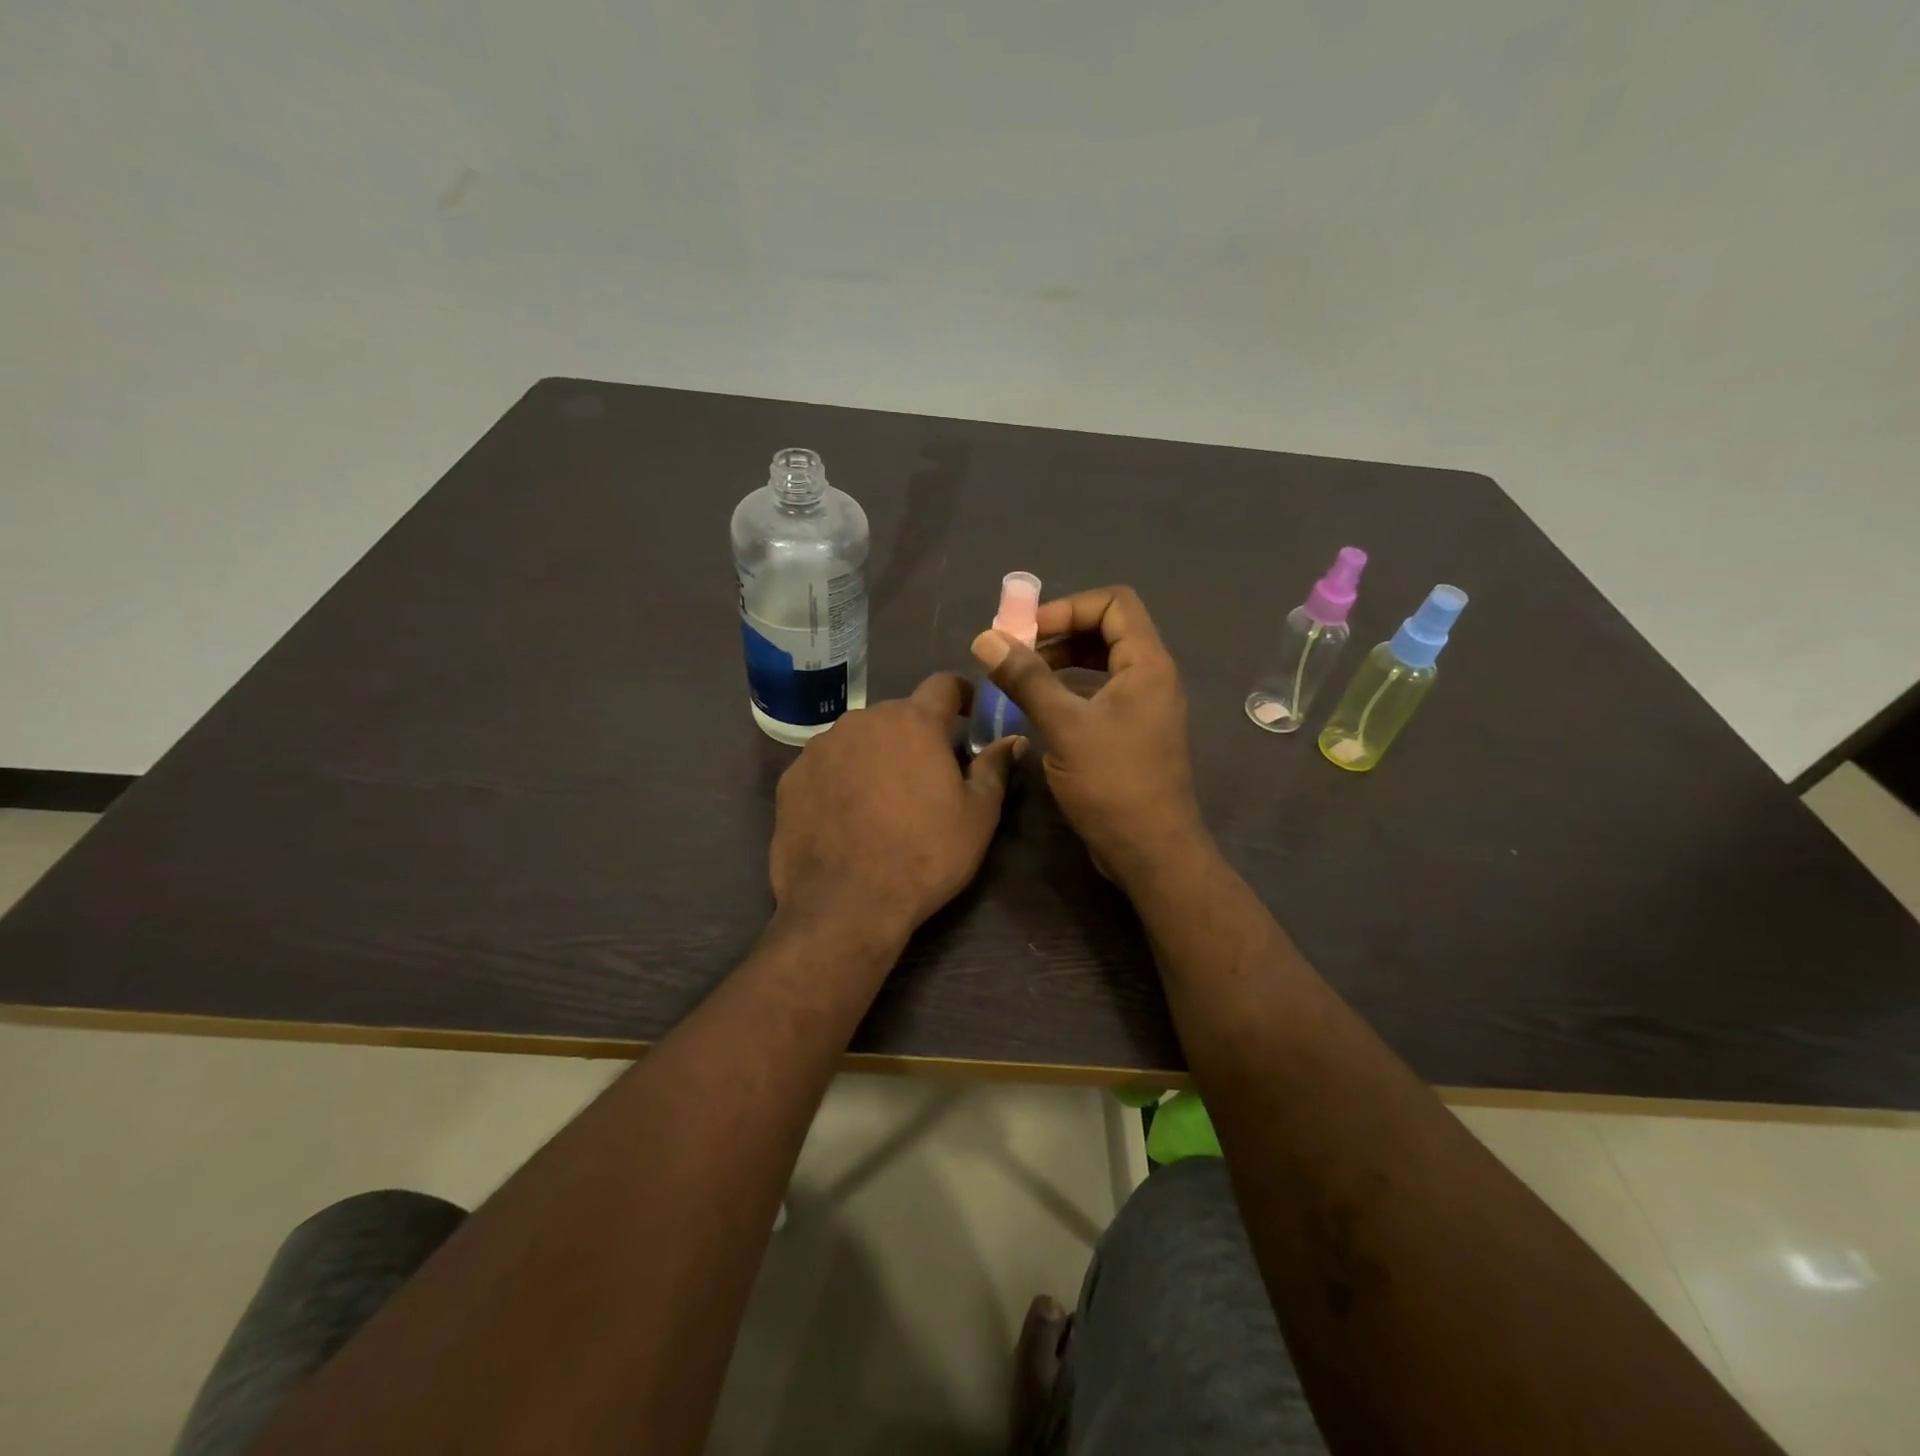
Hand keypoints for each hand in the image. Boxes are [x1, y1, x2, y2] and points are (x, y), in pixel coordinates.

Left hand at [770, 674, 1023, 942]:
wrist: (845, 905)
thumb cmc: (924, 855)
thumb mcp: (978, 816)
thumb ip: (994, 768)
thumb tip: (1013, 739)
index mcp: (913, 721)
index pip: (943, 684)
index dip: (962, 694)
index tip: (970, 715)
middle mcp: (862, 720)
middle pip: (898, 715)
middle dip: (916, 736)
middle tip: (928, 775)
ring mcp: (820, 747)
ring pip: (859, 739)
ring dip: (876, 755)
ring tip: (883, 800)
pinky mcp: (791, 778)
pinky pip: (826, 766)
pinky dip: (841, 779)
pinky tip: (846, 816)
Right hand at [970, 586, 1206, 888]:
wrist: (1151, 851)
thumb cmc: (1113, 784)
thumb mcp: (1064, 726)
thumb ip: (1026, 679)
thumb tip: (986, 638)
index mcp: (1147, 664)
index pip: (1114, 602)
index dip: (1069, 607)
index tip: (1028, 631)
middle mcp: (1151, 677)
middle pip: (1107, 629)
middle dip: (1060, 633)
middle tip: (1017, 653)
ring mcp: (1143, 706)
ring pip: (1101, 663)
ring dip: (1061, 662)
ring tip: (1022, 678)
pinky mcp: (1131, 732)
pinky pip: (1100, 693)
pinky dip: (1069, 689)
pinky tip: (1040, 708)